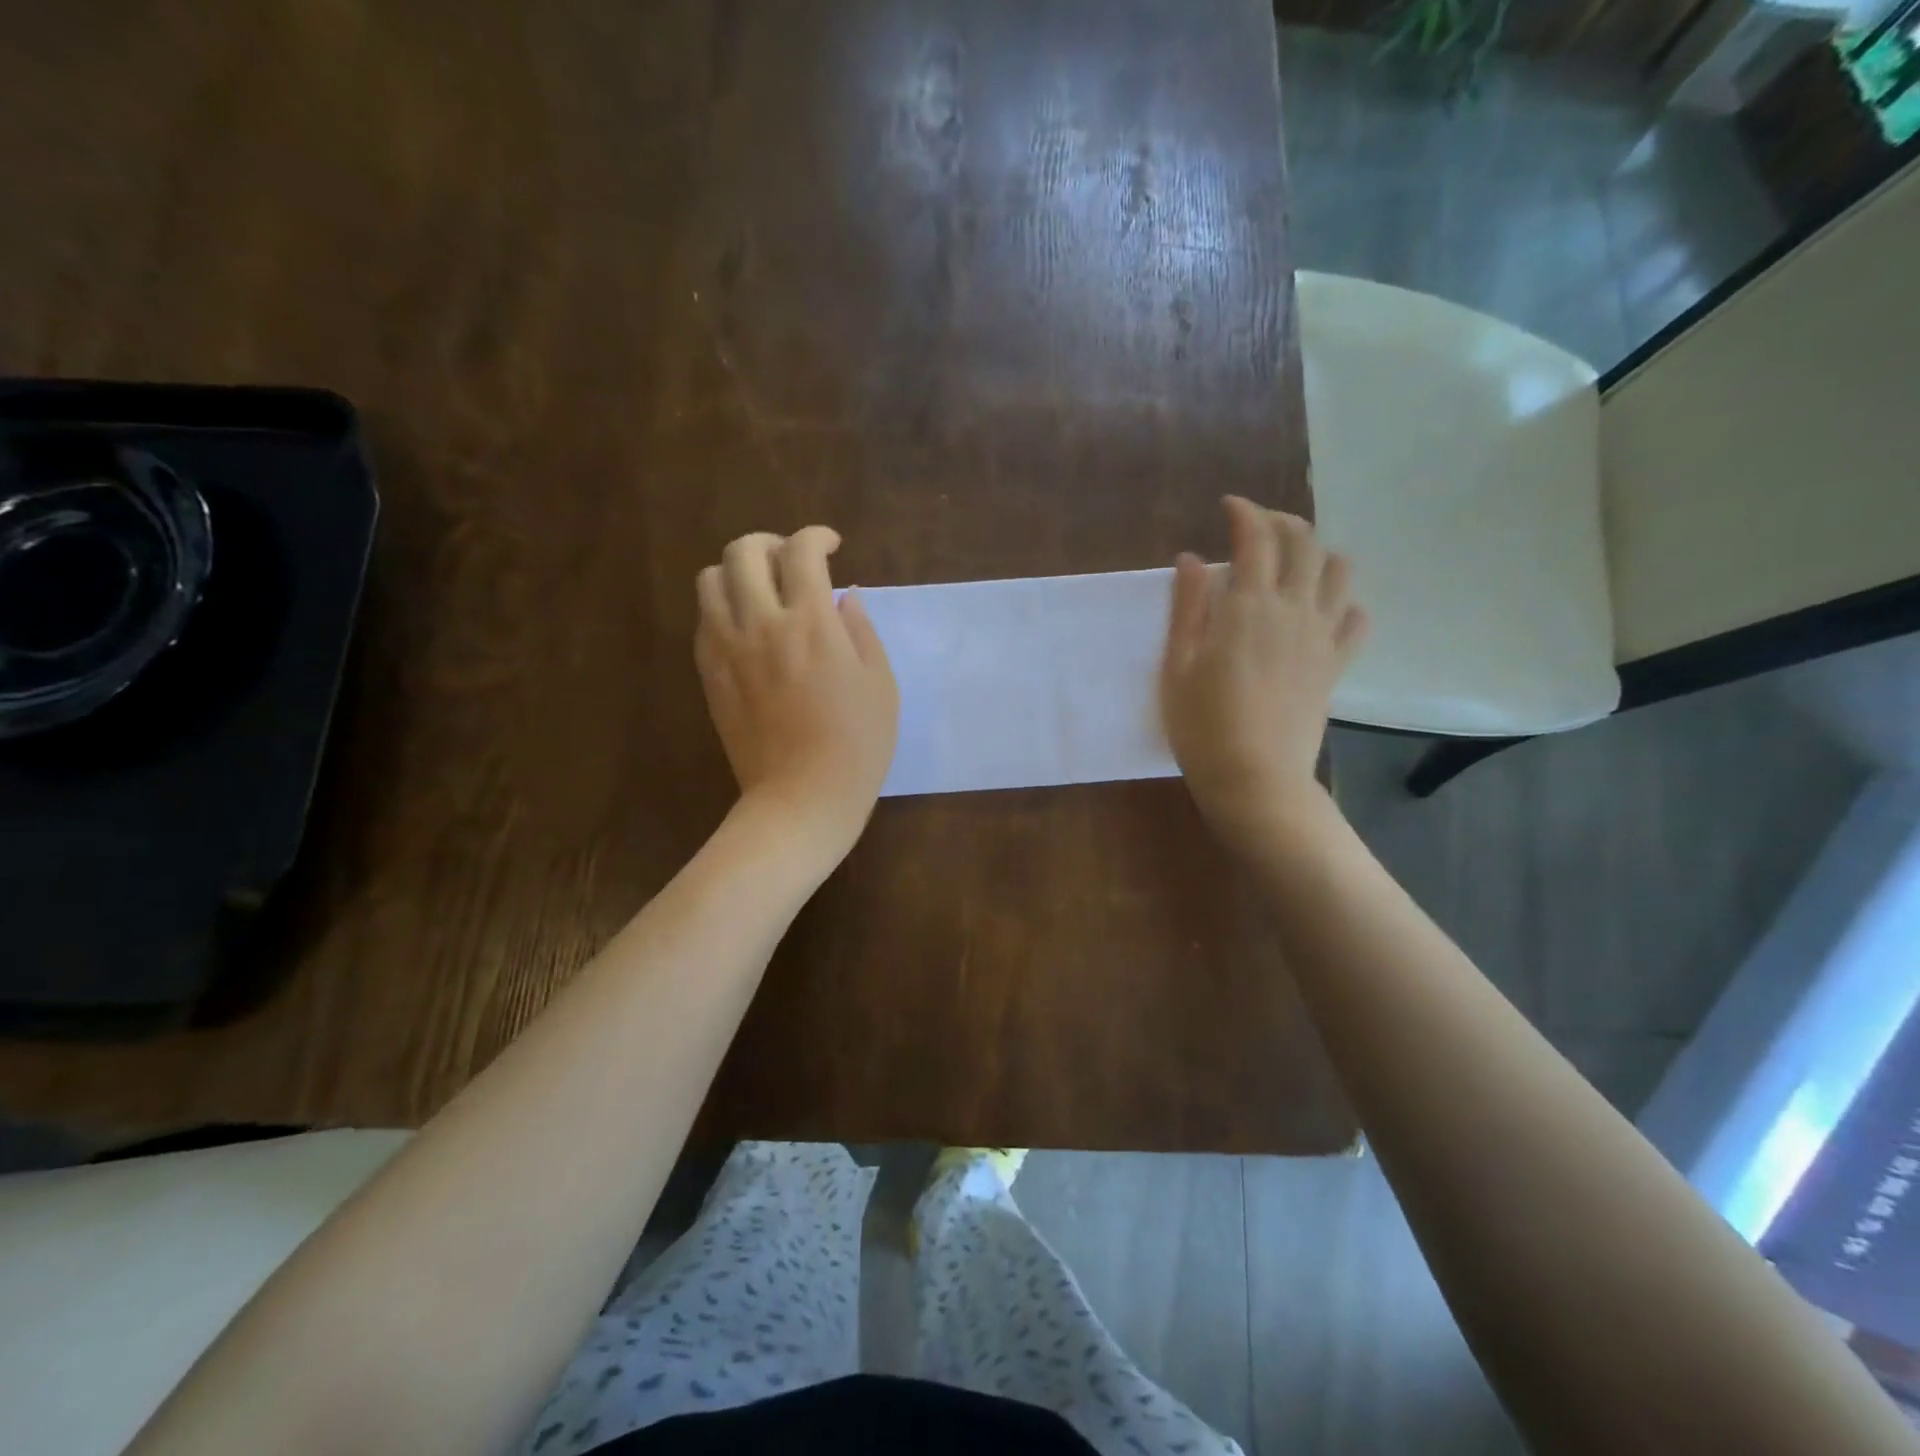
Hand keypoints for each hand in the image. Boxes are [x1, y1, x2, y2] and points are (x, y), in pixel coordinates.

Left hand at [695, 527, 898, 864]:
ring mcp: (727, 648)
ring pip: (711, 579)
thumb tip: (845, 597)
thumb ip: (862, 631)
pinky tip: (748, 627)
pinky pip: (703, 619)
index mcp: (811, 623)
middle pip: (744, 551)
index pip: (801, 551)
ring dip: (738, 571)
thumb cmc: (857, 745)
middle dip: (770, 543)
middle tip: (792, 562)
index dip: (816, 536)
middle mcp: (761, 624)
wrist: (801, 797)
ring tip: (762, 590)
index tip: (831, 546)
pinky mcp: (710, 674)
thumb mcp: (880, 684)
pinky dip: (723, 606)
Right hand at [1161, 496, 1367, 844]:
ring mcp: (1321, 637)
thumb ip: (1187, 607)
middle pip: (1304, 543)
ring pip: (1338, 572)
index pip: (1256, 538)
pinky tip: (1324, 609)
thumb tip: (1193, 559)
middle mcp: (1293, 610)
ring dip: (1318, 552)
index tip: (1229, 506)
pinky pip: (1356, 620)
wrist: (1255, 778)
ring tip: (1293, 560)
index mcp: (1249, 607)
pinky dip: (1344, 602)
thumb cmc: (1202, 725)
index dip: (1244, 513)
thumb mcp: (1178, 665)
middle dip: (1282, 522)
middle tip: (1258, 525)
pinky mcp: (1335, 665)